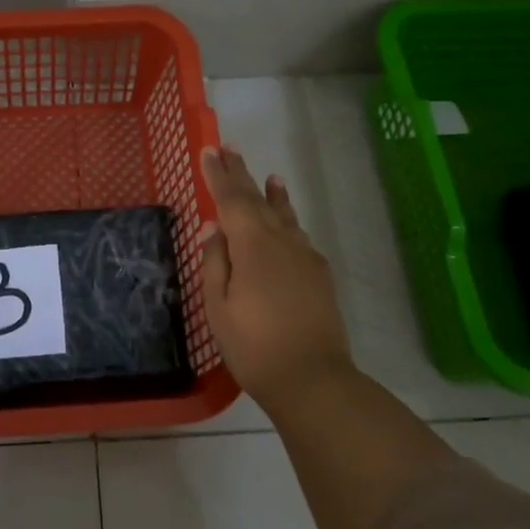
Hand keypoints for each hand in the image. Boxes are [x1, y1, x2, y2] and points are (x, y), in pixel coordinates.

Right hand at [199, 146, 354, 407]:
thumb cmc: (254, 346)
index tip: (209, 150)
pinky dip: (290, 219)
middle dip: (241, 175)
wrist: (314, 379)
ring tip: (271, 176)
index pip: (231, 199)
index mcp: (252, 245)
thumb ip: (214, 262)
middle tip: (229, 149)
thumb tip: (213, 228)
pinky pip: (299, 235)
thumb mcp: (219, 307)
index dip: (219, 175)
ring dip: (272, 194)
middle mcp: (281, 241)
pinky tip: (288, 223)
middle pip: (258, 200)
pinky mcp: (320, 274)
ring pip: (284, 216)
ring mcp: (305, 257)